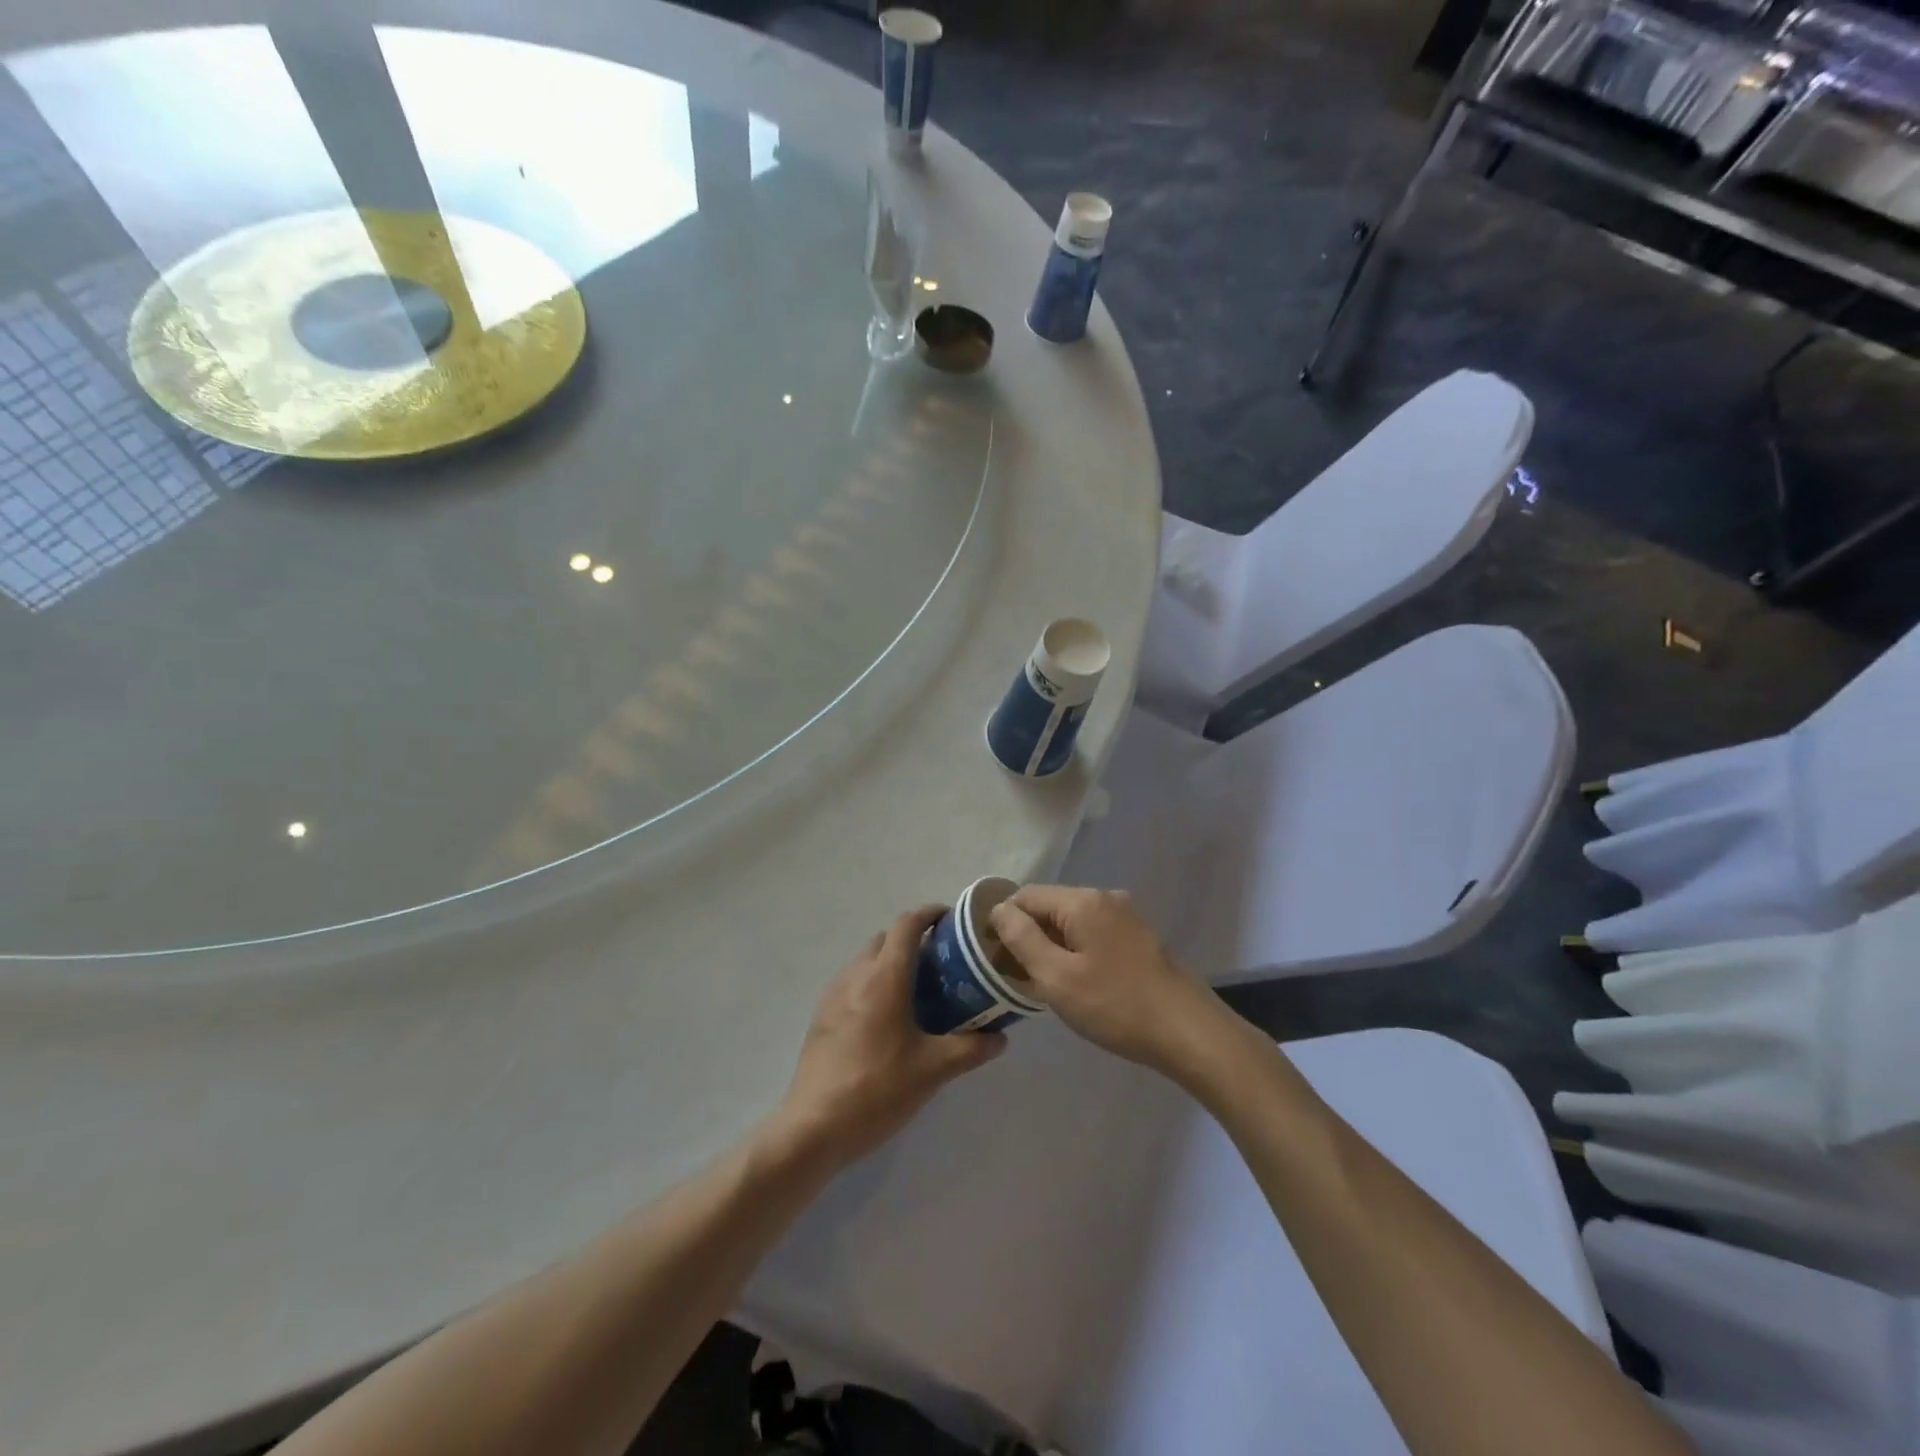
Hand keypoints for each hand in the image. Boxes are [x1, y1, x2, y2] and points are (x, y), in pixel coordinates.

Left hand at [769, 906, 1005, 1172]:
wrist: (813, 1127)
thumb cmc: (877, 1089)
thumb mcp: (933, 1070)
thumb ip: (970, 1048)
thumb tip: (1000, 1037)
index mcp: (884, 978)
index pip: (907, 925)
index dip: (930, 914)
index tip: (952, 920)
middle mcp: (856, 975)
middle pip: (886, 938)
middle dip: (913, 939)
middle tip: (942, 962)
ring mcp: (833, 995)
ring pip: (866, 960)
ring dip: (891, 962)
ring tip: (918, 990)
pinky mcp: (821, 1016)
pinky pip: (852, 982)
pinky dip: (873, 983)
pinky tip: (887, 1019)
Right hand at [990, 886, 1224, 1076]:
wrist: (1188, 1031)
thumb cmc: (1115, 1005)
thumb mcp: (1056, 977)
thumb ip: (1021, 939)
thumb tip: (999, 910)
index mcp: (1082, 901)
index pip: (1025, 896)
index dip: (1002, 921)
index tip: (992, 957)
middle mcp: (1105, 898)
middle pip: (1050, 906)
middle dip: (1028, 935)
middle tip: (1017, 976)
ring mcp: (1126, 917)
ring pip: (1072, 922)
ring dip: (1052, 946)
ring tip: (1044, 984)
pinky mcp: (1139, 938)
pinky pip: (1094, 934)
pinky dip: (1077, 952)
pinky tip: (1078, 984)